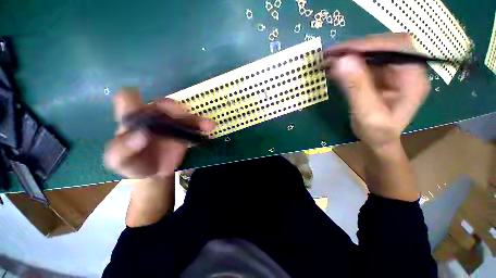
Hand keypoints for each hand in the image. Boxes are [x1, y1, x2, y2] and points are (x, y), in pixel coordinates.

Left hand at [103, 88, 215, 178]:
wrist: (154, 172)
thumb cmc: (133, 164)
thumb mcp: (119, 161)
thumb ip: (123, 149)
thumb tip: (141, 135)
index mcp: (133, 119)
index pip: (128, 99)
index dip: (134, 98)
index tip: (143, 105)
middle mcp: (153, 116)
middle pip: (163, 104)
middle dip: (173, 108)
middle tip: (182, 115)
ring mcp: (171, 124)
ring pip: (183, 114)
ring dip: (194, 118)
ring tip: (207, 124)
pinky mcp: (184, 132)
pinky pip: (195, 126)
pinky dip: (203, 125)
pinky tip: (211, 127)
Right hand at [323, 33, 429, 149]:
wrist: (379, 141)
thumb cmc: (378, 133)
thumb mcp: (367, 113)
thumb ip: (356, 88)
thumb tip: (342, 61)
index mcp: (413, 77)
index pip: (395, 48)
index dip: (368, 45)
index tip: (341, 50)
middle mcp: (406, 69)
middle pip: (383, 47)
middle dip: (355, 48)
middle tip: (331, 53)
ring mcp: (393, 72)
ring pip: (371, 54)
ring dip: (349, 55)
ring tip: (328, 59)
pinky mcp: (380, 76)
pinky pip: (364, 64)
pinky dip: (348, 64)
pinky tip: (334, 67)